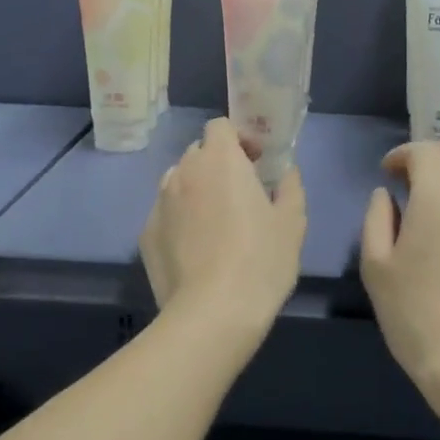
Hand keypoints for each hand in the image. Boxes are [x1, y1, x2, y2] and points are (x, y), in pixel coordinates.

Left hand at [140, 117, 306, 338]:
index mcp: (220, 160)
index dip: (238, 139)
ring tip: (215, 222)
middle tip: (240, 193)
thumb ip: (290, 187)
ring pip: (178, 182)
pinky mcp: (146, 234)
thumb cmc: (261, 260)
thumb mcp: (292, 223)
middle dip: (217, 164)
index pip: (220, 126)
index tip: (255, 162)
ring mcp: (159, 203)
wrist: (212, 313)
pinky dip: (180, 220)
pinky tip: (196, 250)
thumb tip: (286, 172)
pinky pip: (166, 214)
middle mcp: (183, 172)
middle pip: (198, 153)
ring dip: (196, 190)